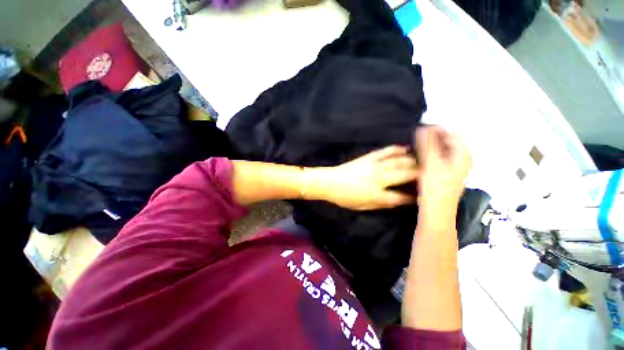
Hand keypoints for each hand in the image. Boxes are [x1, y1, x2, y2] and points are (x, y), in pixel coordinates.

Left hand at [306, 146, 417, 209]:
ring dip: (414, 161)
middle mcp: (379, 178)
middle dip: (420, 175)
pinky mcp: (369, 157)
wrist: (329, 182)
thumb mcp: (362, 206)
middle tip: (432, 176)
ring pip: (400, 161)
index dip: (414, 198)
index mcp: (377, 194)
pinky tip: (406, 148)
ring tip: (425, 162)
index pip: (401, 197)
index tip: (423, 197)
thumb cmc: (345, 197)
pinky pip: (386, 151)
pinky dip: (397, 149)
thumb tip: (397, 201)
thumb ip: (381, 204)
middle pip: (405, 175)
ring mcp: (374, 165)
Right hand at [414, 126, 471, 217]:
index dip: (436, 129)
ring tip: (418, 146)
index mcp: (463, 154)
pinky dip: (432, 154)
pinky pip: (441, 157)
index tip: (421, 129)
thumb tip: (422, 128)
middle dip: (433, 137)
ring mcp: (456, 166)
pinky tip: (422, 157)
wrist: (437, 210)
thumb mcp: (430, 163)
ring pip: (444, 149)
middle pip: (448, 141)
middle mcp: (463, 159)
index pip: (452, 133)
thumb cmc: (436, 188)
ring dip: (431, 146)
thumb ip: (427, 145)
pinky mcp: (449, 173)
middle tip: (417, 137)